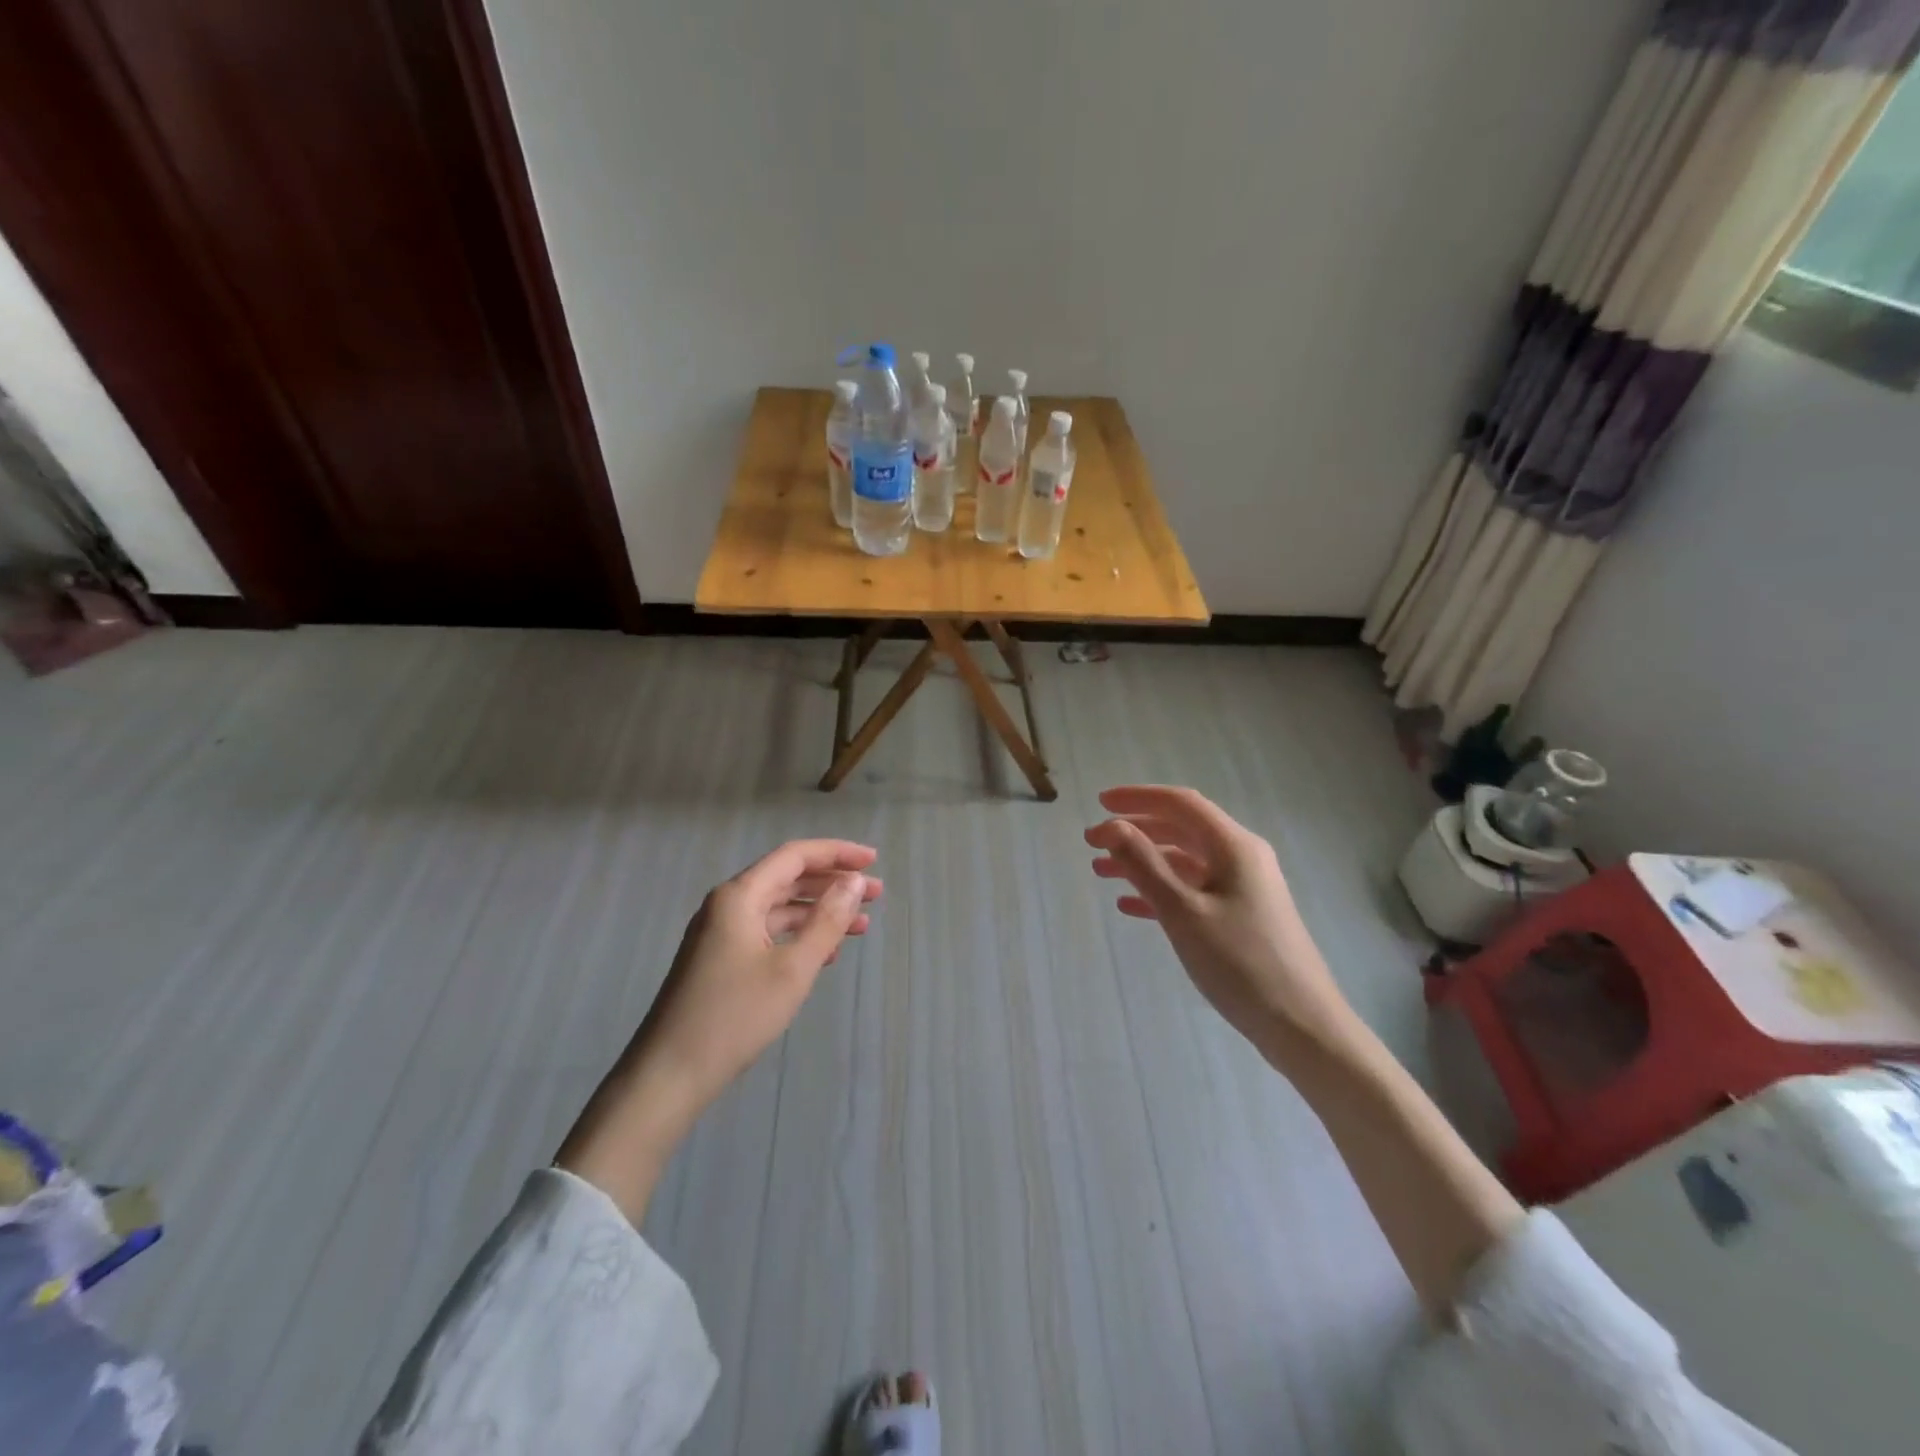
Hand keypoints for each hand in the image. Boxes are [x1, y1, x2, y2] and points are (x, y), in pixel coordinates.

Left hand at [557, 839, 881, 1218]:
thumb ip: (827, 920)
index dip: (836, 853)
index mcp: (739, 896)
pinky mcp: (720, 960)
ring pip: (779, 908)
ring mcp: (721, 933)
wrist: (669, 1075)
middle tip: (876, 894)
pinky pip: (767, 933)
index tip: (873, 861)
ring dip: (820, 912)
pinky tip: (827, 954)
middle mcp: (728, 905)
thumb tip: (853, 881)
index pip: (794, 856)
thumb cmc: (734, 1016)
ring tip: (861, 924)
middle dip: (833, 883)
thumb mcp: (792, 969)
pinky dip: (799, 936)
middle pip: (787, 878)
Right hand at [1084, 786, 1357, 1065]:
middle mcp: (1241, 858)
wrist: (1302, 1026)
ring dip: (1143, 862)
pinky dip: (1161, 891)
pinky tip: (1130, 906)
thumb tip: (1113, 826)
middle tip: (1092, 842)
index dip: (1137, 798)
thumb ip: (1144, 865)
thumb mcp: (1183, 912)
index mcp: (1234, 846)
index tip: (1098, 802)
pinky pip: (1194, 890)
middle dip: (1135, 831)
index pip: (1181, 803)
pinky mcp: (1242, 916)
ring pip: (1184, 861)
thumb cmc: (1240, 963)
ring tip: (1102, 872)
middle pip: (1181, 829)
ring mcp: (1244, 888)